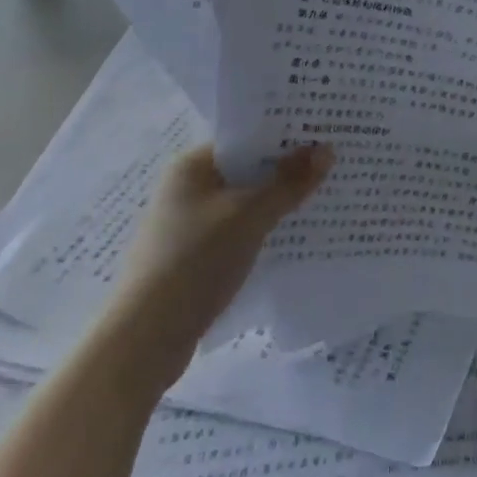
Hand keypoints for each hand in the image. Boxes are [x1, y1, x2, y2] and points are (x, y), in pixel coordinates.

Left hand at [109, 143, 332, 373]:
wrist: (145, 340)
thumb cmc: (196, 261)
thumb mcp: (250, 216)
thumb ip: (289, 183)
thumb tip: (326, 150)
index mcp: (191, 166)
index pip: (244, 139)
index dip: (283, 137)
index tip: (322, 136)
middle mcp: (185, 188)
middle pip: (245, 170)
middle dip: (284, 171)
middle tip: (331, 165)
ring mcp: (186, 225)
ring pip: (242, 203)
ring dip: (275, 203)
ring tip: (321, 198)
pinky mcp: (192, 258)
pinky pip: (235, 232)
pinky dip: (261, 231)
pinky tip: (291, 238)